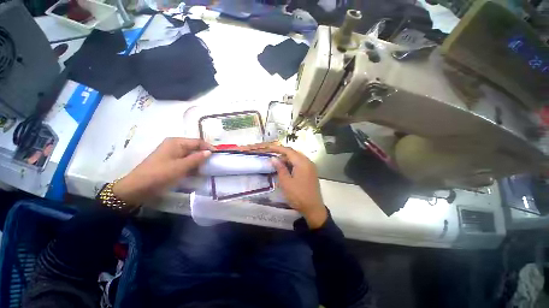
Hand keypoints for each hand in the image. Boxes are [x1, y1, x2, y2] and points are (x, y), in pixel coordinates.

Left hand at [113, 138, 212, 204]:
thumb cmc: (160, 174)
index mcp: (176, 142)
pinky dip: (192, 165)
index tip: (218, 155)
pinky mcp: (170, 162)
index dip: (209, 148)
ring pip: (190, 155)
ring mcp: (172, 154)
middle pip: (194, 147)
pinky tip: (197, 172)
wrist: (137, 188)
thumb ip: (197, 158)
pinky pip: (185, 161)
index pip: (198, 142)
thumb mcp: (181, 166)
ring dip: (199, 161)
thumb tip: (210, 152)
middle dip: (204, 155)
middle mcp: (174, 145)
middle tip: (214, 163)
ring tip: (208, 168)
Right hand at [267, 145, 327, 228]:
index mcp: (302, 163)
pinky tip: (286, 169)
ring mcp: (311, 167)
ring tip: (277, 164)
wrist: (313, 208)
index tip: (269, 147)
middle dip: (282, 154)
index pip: (289, 151)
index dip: (278, 148)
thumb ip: (280, 168)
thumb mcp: (286, 182)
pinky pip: (300, 164)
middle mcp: (308, 162)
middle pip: (294, 154)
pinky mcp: (311, 172)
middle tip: (272, 158)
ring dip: (287, 160)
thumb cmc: (298, 195)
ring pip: (297, 159)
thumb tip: (274, 158)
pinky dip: (292, 164)